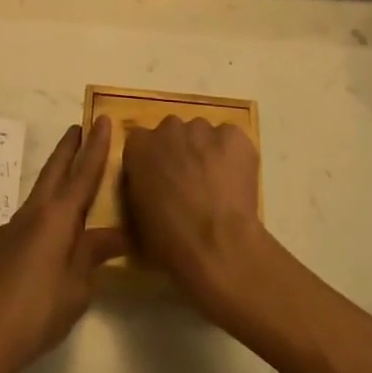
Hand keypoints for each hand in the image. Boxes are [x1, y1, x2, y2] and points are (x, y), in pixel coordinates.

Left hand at [0, 118, 126, 372]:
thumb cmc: (35, 312)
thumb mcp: (76, 289)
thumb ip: (92, 256)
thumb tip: (115, 235)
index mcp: (57, 218)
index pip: (83, 174)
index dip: (96, 147)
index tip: (102, 119)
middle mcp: (33, 214)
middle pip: (54, 171)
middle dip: (68, 148)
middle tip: (80, 128)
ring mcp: (11, 229)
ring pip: (40, 194)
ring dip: (55, 179)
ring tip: (71, 180)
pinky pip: (29, 220)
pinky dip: (44, 214)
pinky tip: (48, 236)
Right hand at [121, 115, 265, 317]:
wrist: (216, 244)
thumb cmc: (168, 240)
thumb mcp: (136, 219)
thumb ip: (138, 191)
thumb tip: (149, 190)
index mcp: (138, 146)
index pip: (141, 143)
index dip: (153, 163)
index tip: (160, 183)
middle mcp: (168, 128)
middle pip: (173, 133)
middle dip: (179, 153)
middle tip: (189, 184)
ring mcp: (203, 129)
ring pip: (204, 135)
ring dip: (206, 153)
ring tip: (217, 186)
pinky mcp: (234, 136)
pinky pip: (232, 141)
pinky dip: (234, 156)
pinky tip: (236, 183)